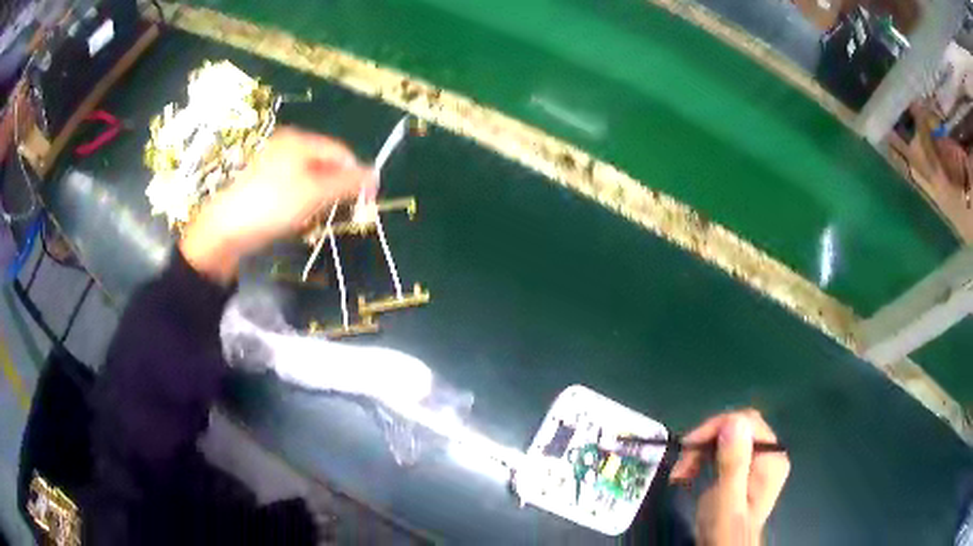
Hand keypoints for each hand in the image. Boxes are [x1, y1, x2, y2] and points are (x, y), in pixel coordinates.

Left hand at [180, 127, 373, 282]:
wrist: (224, 230)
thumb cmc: (271, 205)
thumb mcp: (314, 192)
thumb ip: (346, 182)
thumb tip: (376, 175)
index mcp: (299, 140)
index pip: (340, 151)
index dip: (356, 174)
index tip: (367, 200)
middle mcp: (286, 147)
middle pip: (325, 164)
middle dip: (336, 188)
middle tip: (338, 212)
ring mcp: (273, 165)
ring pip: (310, 179)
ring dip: (319, 198)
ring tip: (312, 217)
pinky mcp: (263, 185)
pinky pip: (294, 189)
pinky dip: (302, 203)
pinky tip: (296, 218)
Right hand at [669, 409, 789, 545]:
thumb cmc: (725, 529)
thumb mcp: (727, 498)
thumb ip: (734, 462)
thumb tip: (733, 421)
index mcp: (771, 456)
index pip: (747, 422)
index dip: (716, 427)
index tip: (687, 447)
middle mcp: (769, 453)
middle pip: (737, 428)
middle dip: (706, 441)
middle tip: (681, 464)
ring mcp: (758, 460)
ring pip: (728, 437)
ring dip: (702, 451)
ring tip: (681, 473)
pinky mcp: (746, 469)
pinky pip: (725, 450)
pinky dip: (705, 458)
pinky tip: (691, 473)